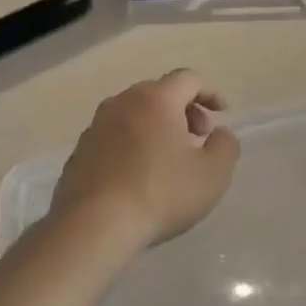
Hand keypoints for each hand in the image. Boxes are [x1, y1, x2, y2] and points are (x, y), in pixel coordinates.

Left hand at [50, 70, 239, 248]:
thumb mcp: (213, 173)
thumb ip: (226, 146)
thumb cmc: (161, 194)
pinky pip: (114, 139)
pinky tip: (140, 177)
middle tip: (198, 138)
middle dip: (184, 111)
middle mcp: (121, 103)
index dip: (210, 93)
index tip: (222, 115)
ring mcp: (95, 127)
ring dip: (156, 128)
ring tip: (169, 160)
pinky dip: (133, 147)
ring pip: (133, 116)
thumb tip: (220, 134)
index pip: (188, 79)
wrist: (94, 226)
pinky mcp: (79, 153)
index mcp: (156, 99)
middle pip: (159, 94)